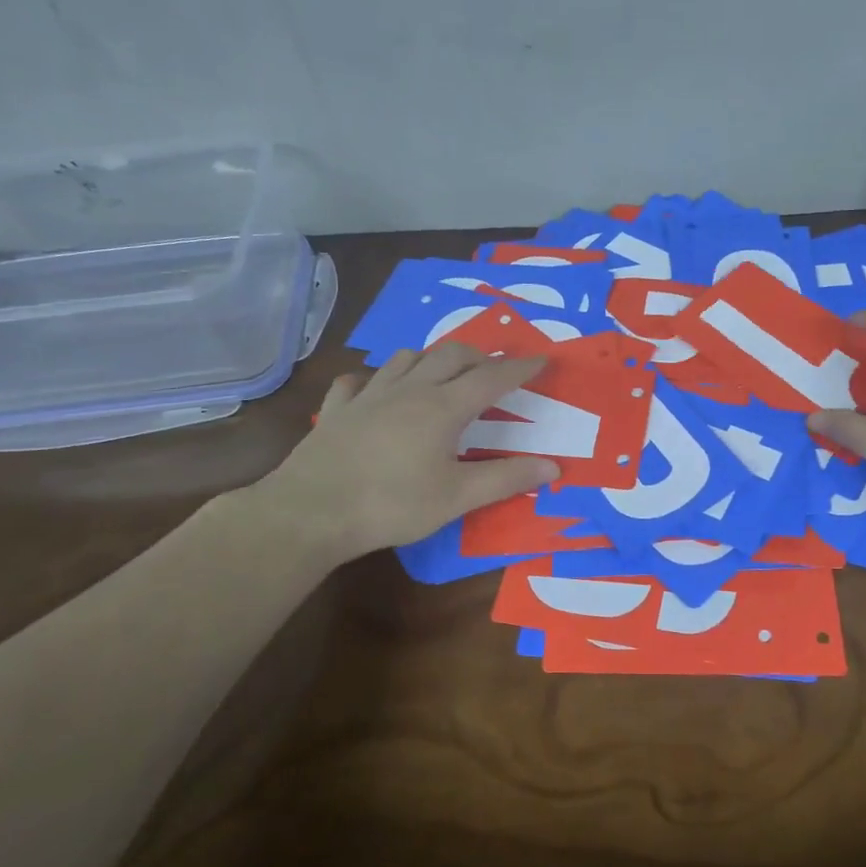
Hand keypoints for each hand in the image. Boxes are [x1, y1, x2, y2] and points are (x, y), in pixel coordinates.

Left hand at [253, 343, 558, 562]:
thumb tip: (553, 466)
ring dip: (431, 358)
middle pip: (451, 354)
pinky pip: (358, 380)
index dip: (520, 368)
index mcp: (443, 408)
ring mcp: (369, 396)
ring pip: (406, 357)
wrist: (311, 512)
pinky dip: (375, 379)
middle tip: (494, 370)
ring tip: (442, 374)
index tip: (542, 359)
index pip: (492, 378)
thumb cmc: (392, 505)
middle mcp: (409, 390)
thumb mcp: (457, 498)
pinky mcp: (338, 409)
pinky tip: (376, 392)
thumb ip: (506, 479)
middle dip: (479, 356)